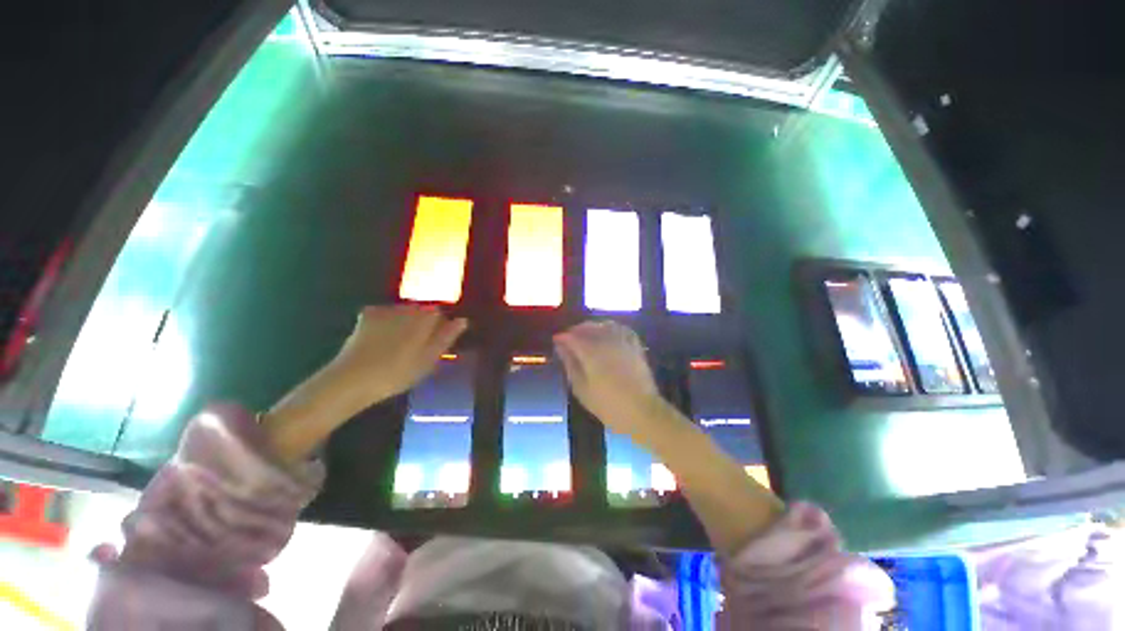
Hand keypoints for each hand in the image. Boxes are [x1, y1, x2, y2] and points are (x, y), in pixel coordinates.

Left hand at [329, 305, 467, 404]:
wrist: (353, 379)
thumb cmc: (398, 372)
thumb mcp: (430, 359)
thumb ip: (447, 337)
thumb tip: (463, 320)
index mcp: (425, 318)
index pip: (440, 314)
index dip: (440, 328)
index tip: (435, 344)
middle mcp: (407, 308)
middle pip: (421, 311)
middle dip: (422, 324)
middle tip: (417, 348)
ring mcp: (385, 310)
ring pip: (403, 312)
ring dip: (405, 323)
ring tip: (398, 347)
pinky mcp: (367, 315)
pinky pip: (384, 314)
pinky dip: (386, 322)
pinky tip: (381, 340)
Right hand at [553, 321, 666, 441]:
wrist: (642, 411)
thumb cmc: (608, 404)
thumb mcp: (581, 388)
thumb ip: (570, 363)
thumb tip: (560, 346)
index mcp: (591, 351)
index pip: (571, 336)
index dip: (562, 337)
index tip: (556, 341)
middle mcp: (606, 340)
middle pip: (587, 327)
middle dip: (576, 331)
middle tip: (569, 341)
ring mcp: (623, 341)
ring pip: (604, 325)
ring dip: (592, 328)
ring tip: (587, 338)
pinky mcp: (635, 345)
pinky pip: (621, 329)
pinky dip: (611, 328)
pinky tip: (607, 336)